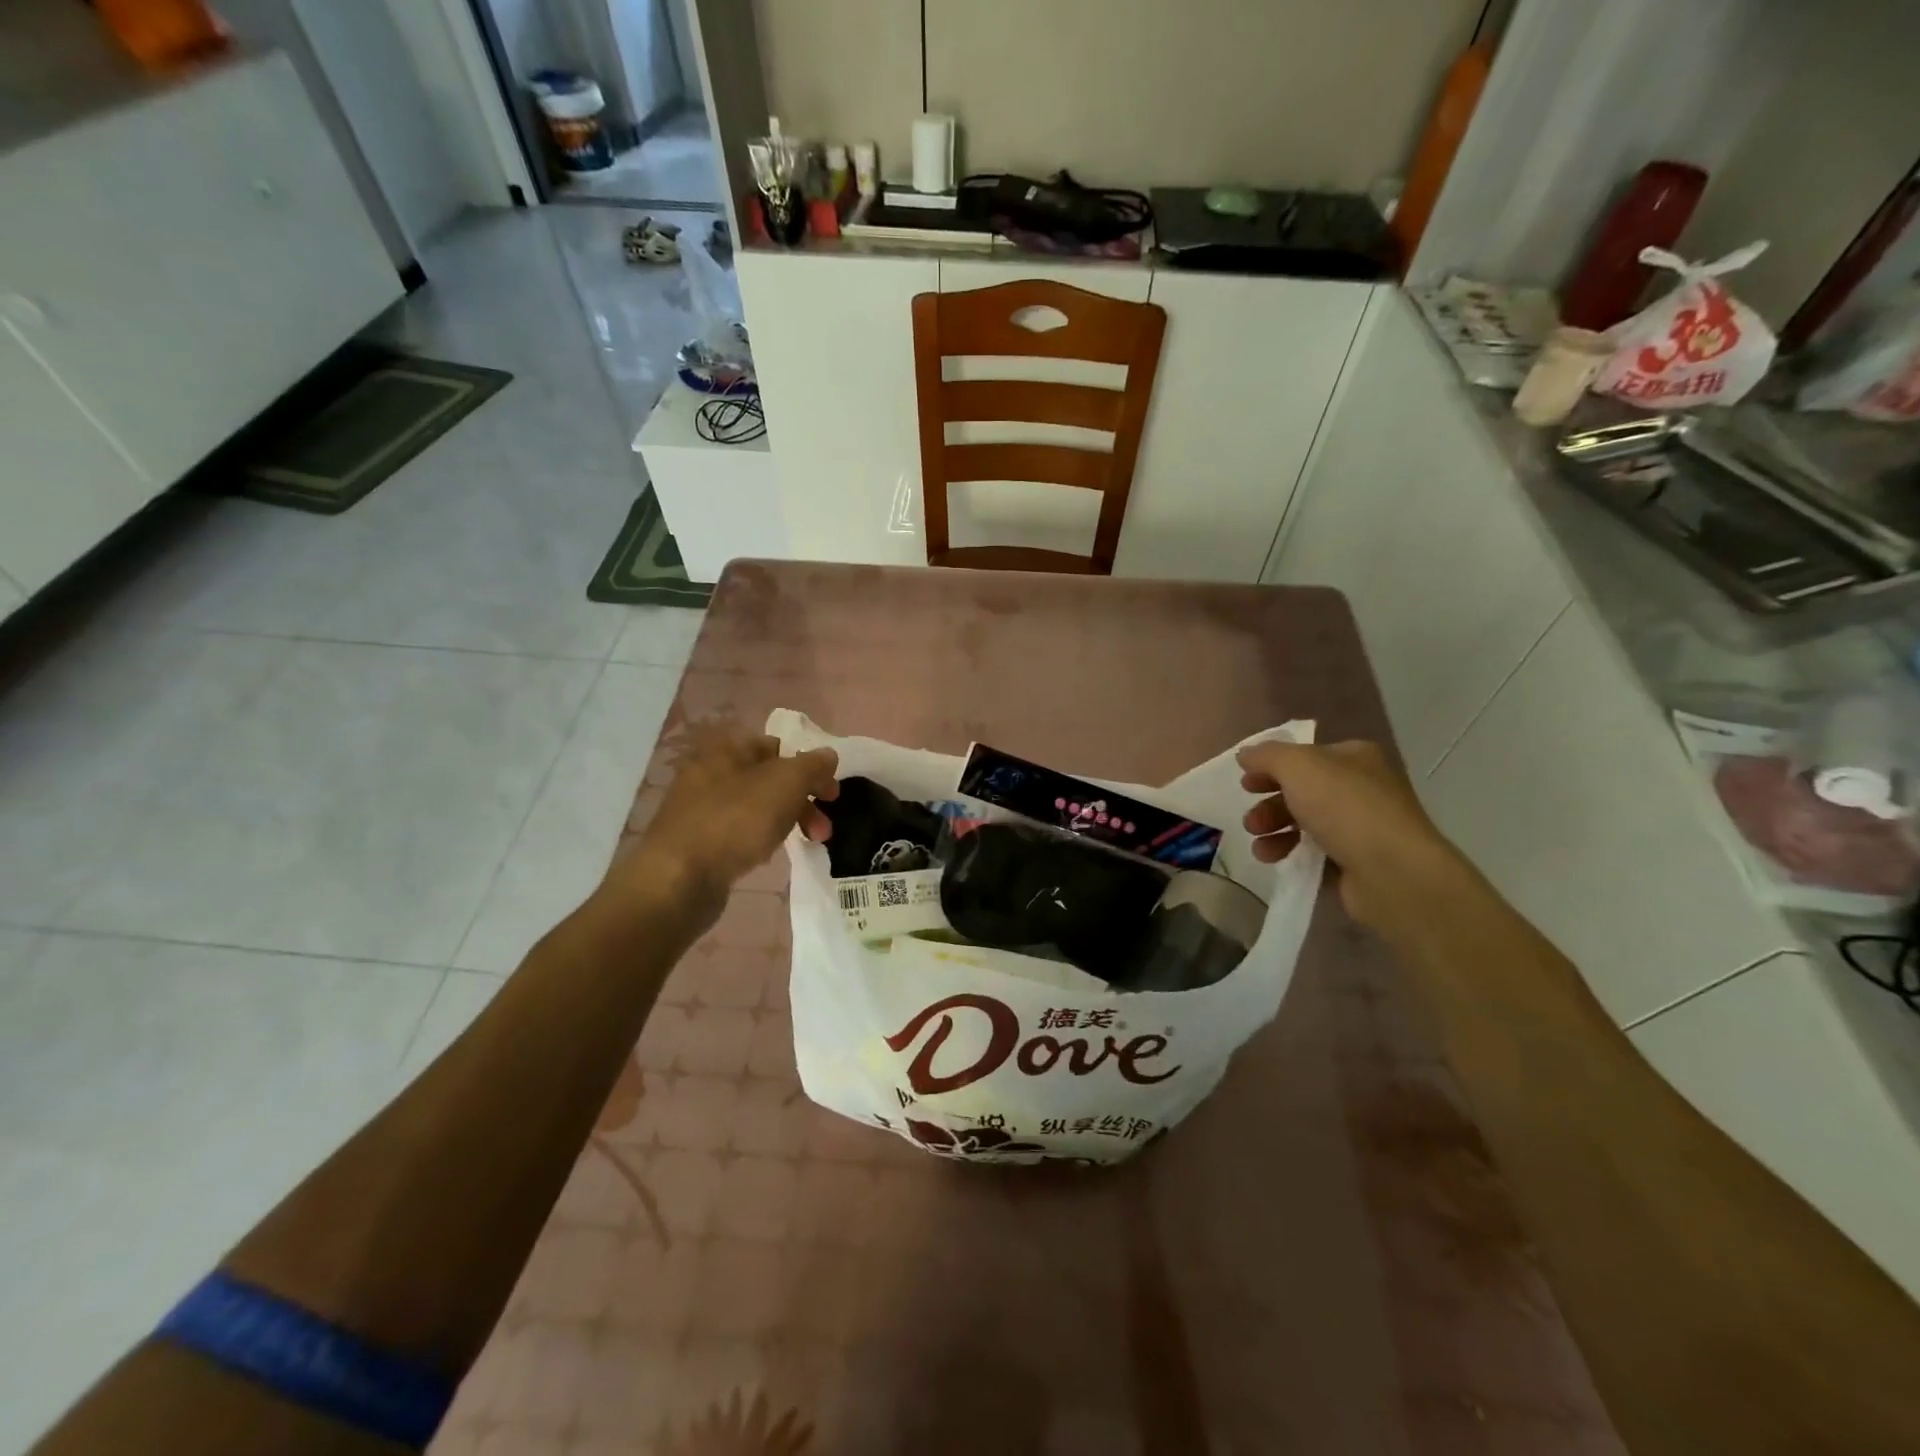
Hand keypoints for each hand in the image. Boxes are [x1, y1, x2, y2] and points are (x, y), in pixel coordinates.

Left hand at [617, 728, 838, 910]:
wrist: (677, 880)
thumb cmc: (735, 821)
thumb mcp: (785, 783)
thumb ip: (812, 765)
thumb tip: (827, 755)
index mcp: (727, 750)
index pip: (777, 745)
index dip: (808, 765)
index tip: (829, 793)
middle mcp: (710, 773)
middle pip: (769, 778)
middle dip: (803, 799)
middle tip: (823, 827)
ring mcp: (700, 809)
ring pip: (756, 806)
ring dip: (787, 820)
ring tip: (807, 843)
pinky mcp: (697, 842)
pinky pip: (738, 831)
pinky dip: (760, 838)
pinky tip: (767, 855)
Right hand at [1236, 738, 1465, 930]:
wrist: (1392, 871)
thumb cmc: (1345, 807)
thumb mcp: (1298, 766)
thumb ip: (1267, 756)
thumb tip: (1246, 755)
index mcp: (1354, 758)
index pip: (1305, 756)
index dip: (1271, 767)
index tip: (1245, 782)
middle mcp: (1360, 788)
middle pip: (1301, 791)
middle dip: (1269, 804)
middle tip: (1251, 821)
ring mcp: (1360, 827)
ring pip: (1304, 823)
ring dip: (1273, 831)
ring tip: (1259, 845)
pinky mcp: (1356, 861)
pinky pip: (1314, 853)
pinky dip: (1290, 854)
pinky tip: (1273, 860)